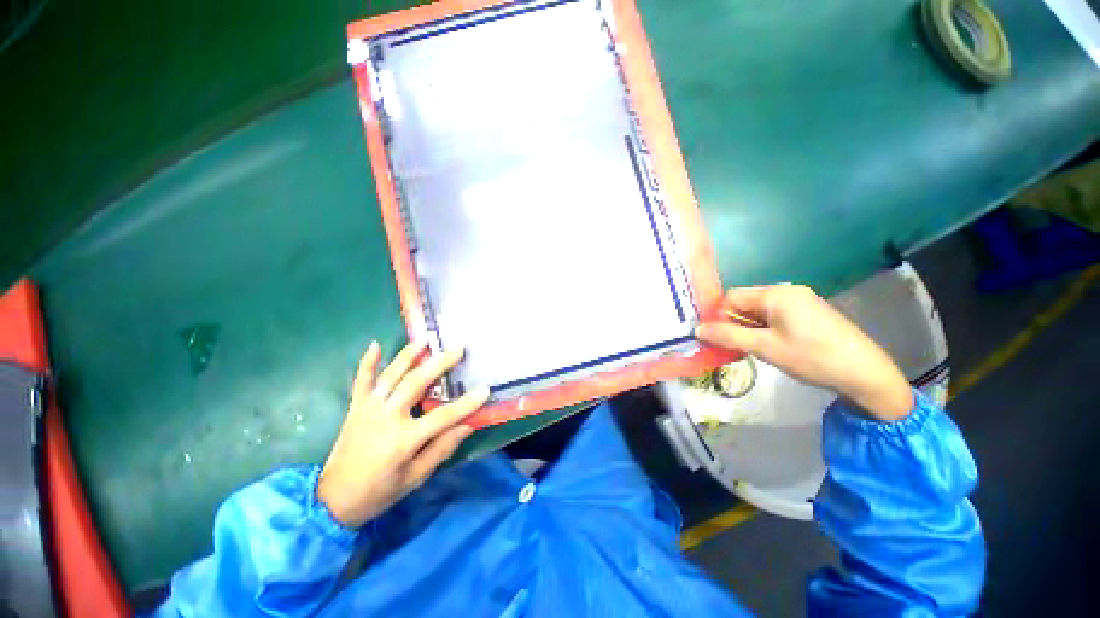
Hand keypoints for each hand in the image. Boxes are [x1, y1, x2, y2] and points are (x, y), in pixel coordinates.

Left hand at [317, 341, 489, 526]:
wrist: (332, 501)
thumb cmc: (379, 492)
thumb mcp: (415, 478)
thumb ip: (441, 449)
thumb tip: (467, 425)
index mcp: (403, 439)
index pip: (443, 416)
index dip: (467, 403)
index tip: (485, 389)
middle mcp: (386, 418)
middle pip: (417, 384)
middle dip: (440, 364)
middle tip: (458, 349)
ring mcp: (368, 410)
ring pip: (391, 376)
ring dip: (408, 356)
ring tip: (424, 340)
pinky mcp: (355, 408)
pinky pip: (360, 381)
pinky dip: (367, 363)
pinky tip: (375, 345)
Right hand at [695, 284, 913, 420]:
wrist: (866, 373)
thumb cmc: (812, 357)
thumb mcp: (765, 348)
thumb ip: (728, 336)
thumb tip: (697, 329)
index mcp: (775, 293)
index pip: (731, 297)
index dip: (718, 316)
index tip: (714, 337)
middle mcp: (786, 290)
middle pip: (744, 302)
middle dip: (733, 322)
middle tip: (730, 346)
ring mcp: (799, 300)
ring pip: (758, 310)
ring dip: (747, 327)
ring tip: (749, 349)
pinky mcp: (808, 312)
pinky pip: (773, 315)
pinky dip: (763, 329)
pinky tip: (768, 345)